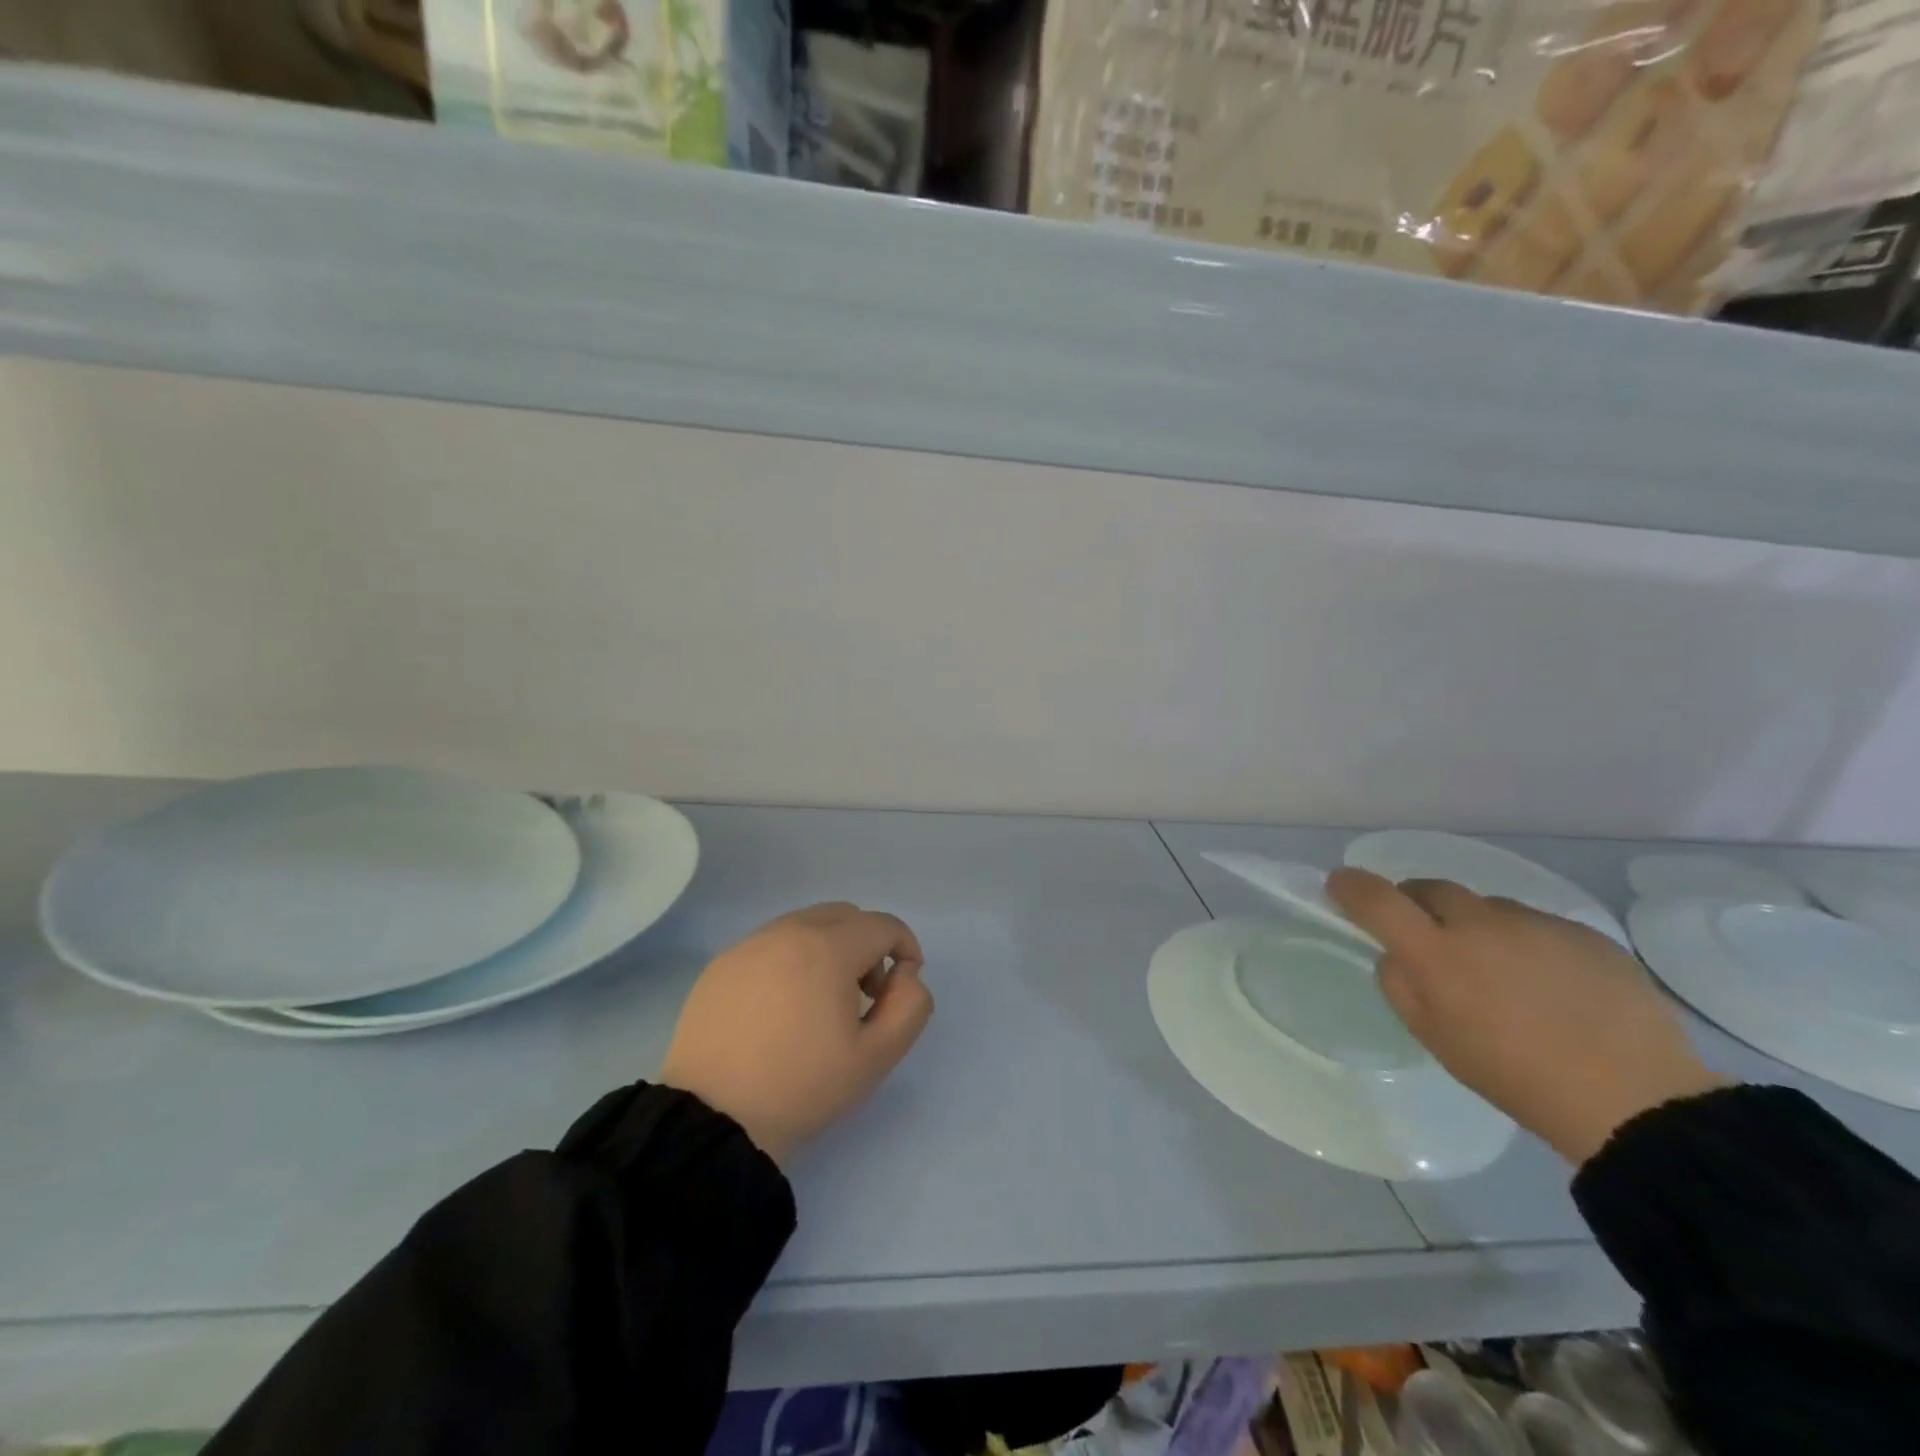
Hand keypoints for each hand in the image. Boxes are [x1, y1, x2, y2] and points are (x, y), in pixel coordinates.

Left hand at [660, 902, 933, 1163]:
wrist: (712, 1120)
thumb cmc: (802, 1086)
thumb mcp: (876, 1057)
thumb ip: (909, 1006)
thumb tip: (905, 975)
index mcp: (827, 948)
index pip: (883, 925)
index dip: (905, 947)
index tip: (902, 986)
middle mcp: (787, 931)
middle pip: (845, 916)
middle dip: (868, 944)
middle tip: (866, 994)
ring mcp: (749, 945)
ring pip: (806, 925)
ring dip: (829, 949)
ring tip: (822, 1003)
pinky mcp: (721, 964)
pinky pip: (771, 944)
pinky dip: (791, 960)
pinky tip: (781, 1008)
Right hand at [1326, 870, 1722, 1164]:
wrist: (1635, 1101)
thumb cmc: (1514, 1076)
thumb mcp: (1435, 1040)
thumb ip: (1400, 986)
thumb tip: (1397, 954)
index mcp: (1436, 953)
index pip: (1377, 900)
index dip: (1351, 886)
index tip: (1340, 884)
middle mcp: (1481, 923)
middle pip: (1430, 888)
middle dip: (1416, 903)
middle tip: (1427, 936)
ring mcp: (1537, 923)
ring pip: (1487, 907)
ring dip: (1477, 926)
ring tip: (1503, 972)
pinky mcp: (1585, 933)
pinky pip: (1537, 925)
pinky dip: (1527, 943)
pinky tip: (1551, 984)